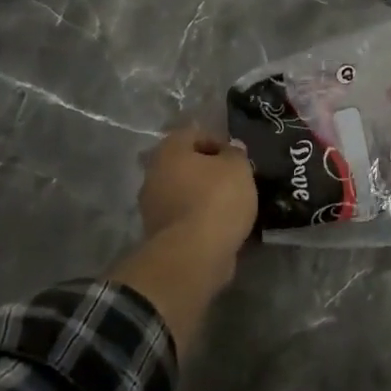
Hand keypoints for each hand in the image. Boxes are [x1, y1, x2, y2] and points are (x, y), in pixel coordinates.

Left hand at [138, 126, 256, 257]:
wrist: (194, 256)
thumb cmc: (216, 199)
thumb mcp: (238, 167)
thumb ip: (235, 153)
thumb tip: (231, 149)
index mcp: (169, 151)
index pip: (193, 134)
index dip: (217, 141)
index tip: (236, 156)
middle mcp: (153, 175)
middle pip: (184, 164)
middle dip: (208, 170)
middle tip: (233, 179)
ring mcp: (152, 207)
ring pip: (183, 192)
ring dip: (202, 195)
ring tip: (230, 204)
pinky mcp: (158, 235)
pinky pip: (183, 217)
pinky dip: (199, 218)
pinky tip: (219, 225)